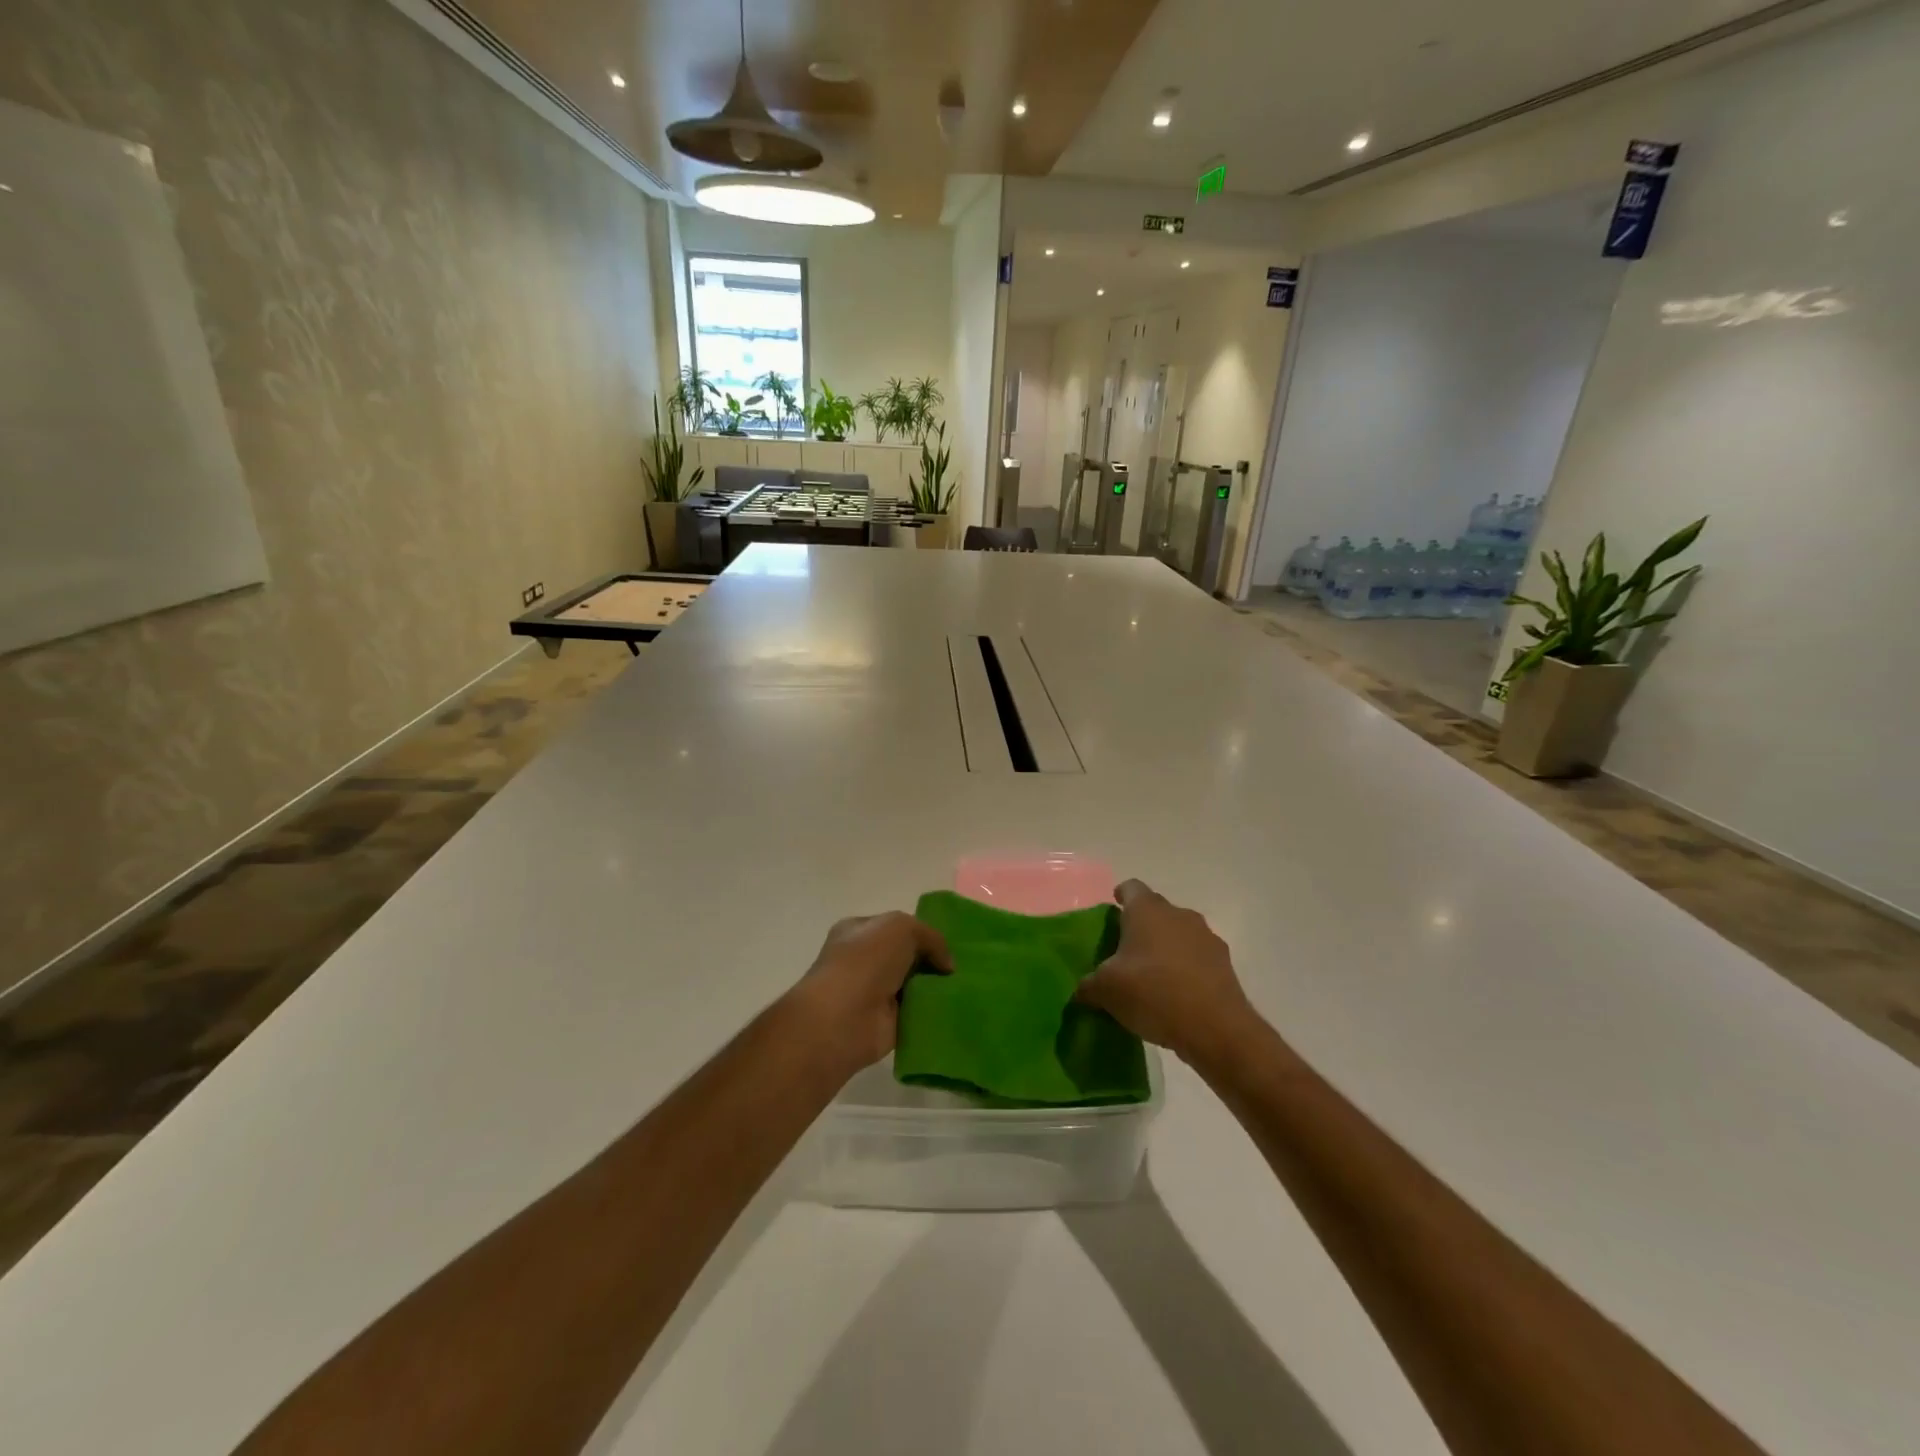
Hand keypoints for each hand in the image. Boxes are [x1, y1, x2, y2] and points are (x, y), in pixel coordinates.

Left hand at [787, 912, 951, 1077]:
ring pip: (913, 986)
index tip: (947, 944)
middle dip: (931, 961)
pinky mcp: (886, 1023)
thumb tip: (946, 965)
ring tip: (964, 987)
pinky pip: (916, 1013)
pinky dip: (932, 1013)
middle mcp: (863, 961)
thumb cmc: (866, 961)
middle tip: (960, 968)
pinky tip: (953, 1009)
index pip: (895, 927)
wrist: (843, 1018)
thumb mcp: (902, 927)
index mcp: (858, 931)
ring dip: (935, 988)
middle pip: (907, 957)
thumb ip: (930, 937)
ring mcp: (873, 994)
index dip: (921, 933)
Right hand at [1075, 880, 1258, 1065]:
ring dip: (1166, 947)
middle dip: (1141, 926)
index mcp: (1147, 910)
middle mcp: (1178, 914)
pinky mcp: (1224, 962)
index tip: (1113, 913)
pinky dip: (1186, 968)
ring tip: (1151, 975)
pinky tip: (1176, 994)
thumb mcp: (1106, 991)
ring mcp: (1205, 937)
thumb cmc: (1153, 993)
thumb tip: (1084, 989)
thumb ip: (1089, 984)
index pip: (1131, 888)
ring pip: (1178, 933)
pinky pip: (1197, 956)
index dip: (1120, 897)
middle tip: (1125, 951)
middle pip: (1155, 910)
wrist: (1215, 1028)